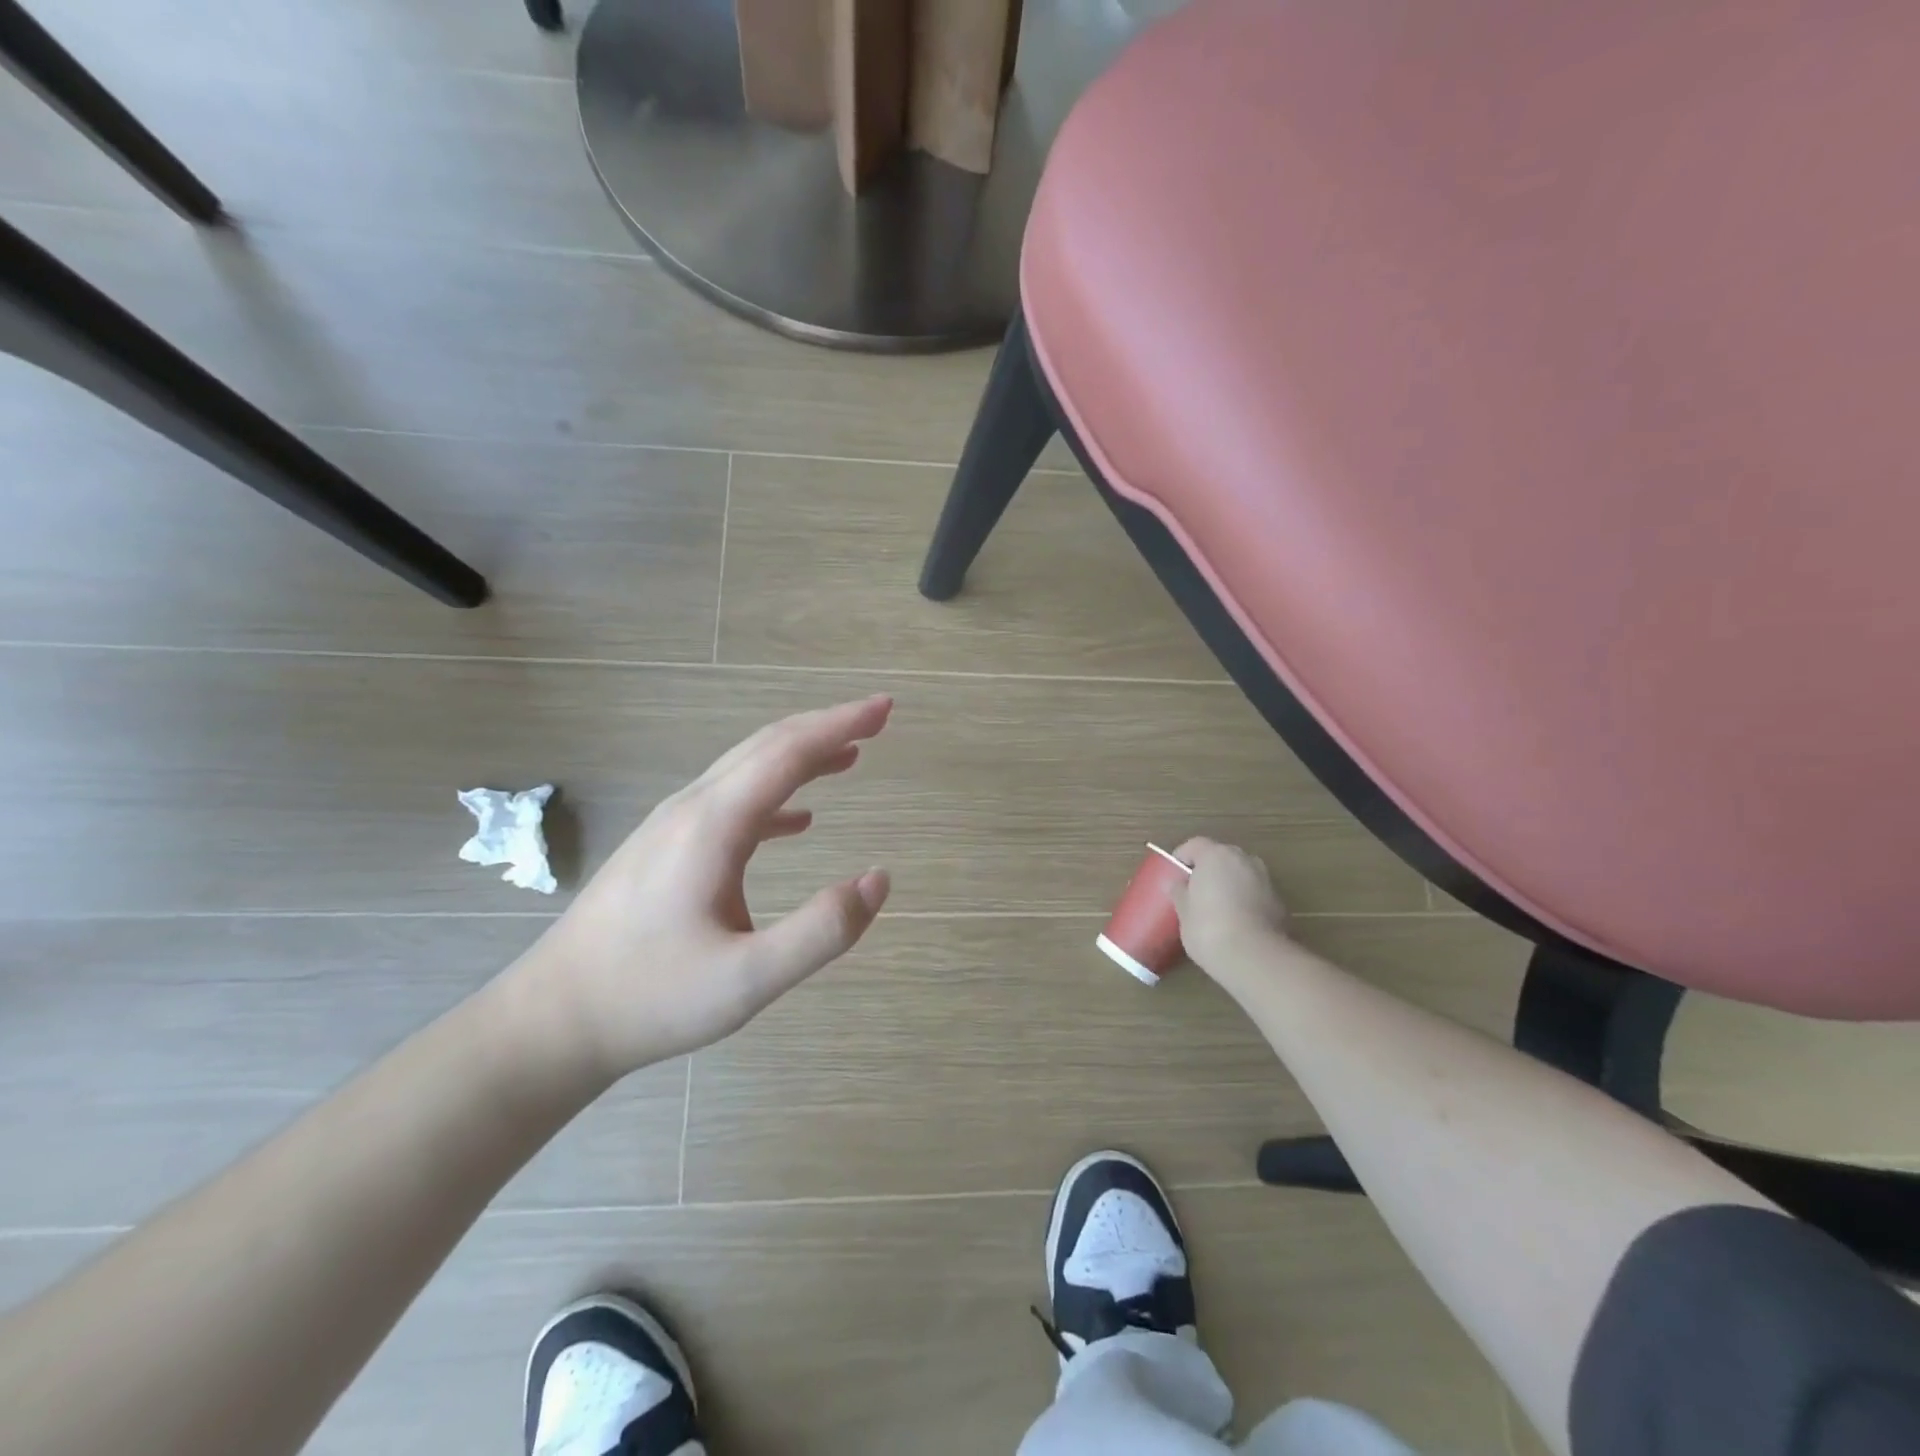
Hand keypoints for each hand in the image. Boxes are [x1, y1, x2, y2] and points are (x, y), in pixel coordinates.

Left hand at [519, 696, 893, 1080]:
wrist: (552, 1020)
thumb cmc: (651, 998)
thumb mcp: (748, 980)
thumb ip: (821, 931)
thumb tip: (880, 879)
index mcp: (713, 825)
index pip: (788, 753)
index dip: (841, 724)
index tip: (885, 708)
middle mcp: (692, 809)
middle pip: (767, 746)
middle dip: (826, 727)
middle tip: (877, 719)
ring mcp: (672, 826)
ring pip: (747, 770)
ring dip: (802, 756)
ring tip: (849, 757)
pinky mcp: (665, 849)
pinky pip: (731, 802)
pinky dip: (775, 795)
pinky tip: (799, 819)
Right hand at [1169, 837, 1289, 978]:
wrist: (1255, 958)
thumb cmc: (1208, 928)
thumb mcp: (1183, 912)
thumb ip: (1180, 892)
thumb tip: (1177, 885)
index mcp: (1216, 855)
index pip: (1194, 845)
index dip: (1182, 858)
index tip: (1174, 876)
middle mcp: (1243, 859)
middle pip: (1221, 856)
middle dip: (1208, 870)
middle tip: (1195, 892)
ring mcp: (1265, 879)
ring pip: (1241, 874)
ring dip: (1230, 884)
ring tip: (1217, 909)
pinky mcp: (1280, 902)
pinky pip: (1255, 893)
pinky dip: (1246, 900)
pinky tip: (1237, 923)